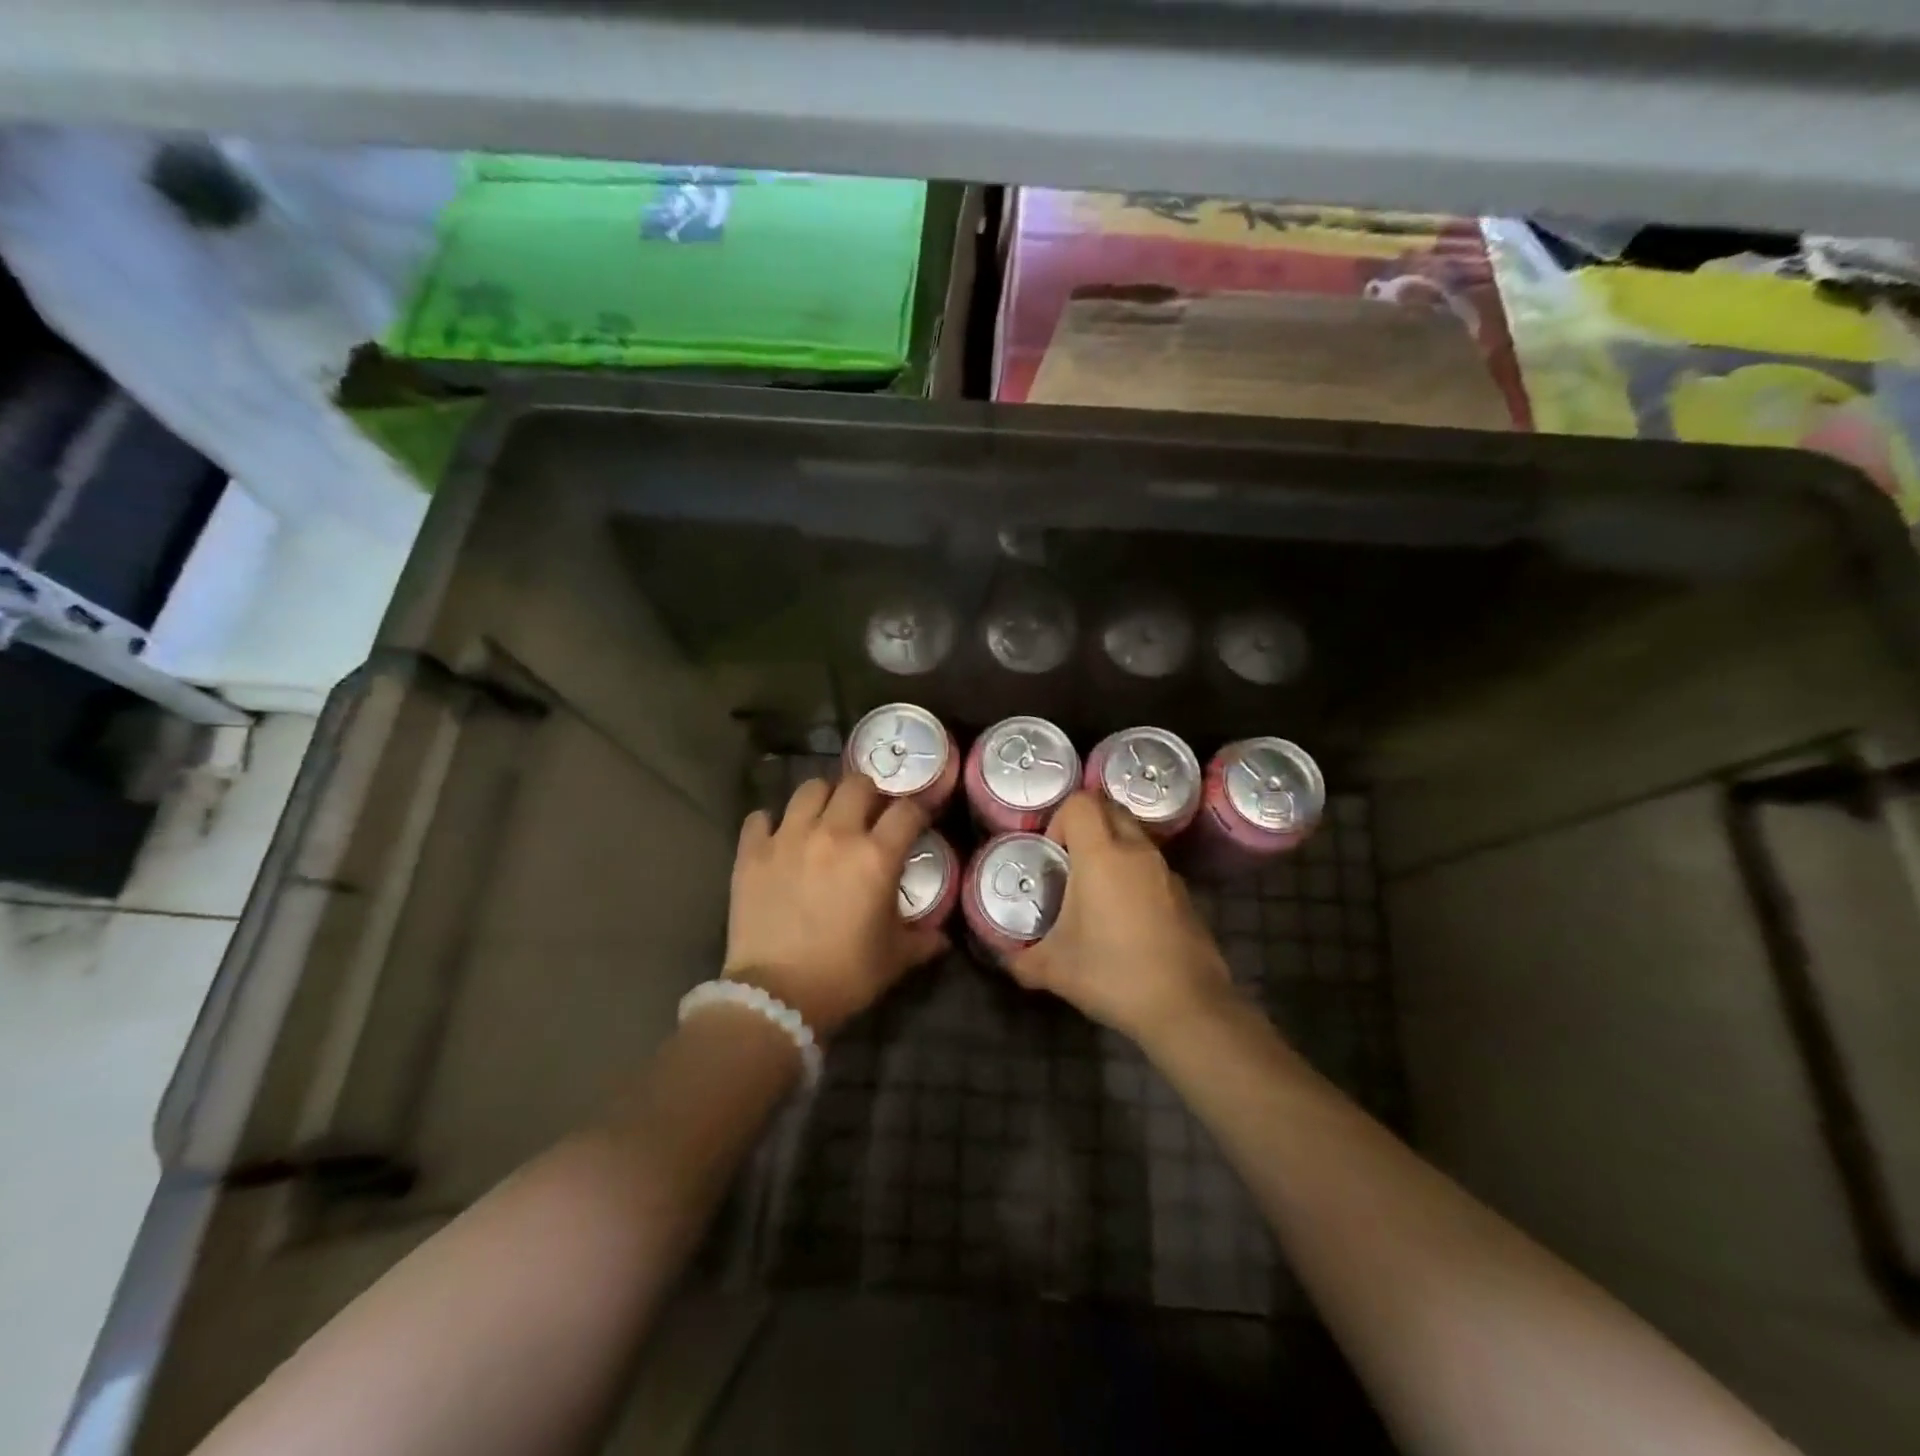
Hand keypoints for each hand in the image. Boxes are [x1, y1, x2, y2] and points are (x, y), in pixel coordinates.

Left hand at [724, 774, 947, 1036]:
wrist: (776, 997)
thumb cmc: (845, 976)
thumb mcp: (894, 959)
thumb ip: (922, 940)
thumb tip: (943, 937)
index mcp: (875, 856)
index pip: (907, 810)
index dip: (917, 811)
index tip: (917, 821)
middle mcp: (834, 834)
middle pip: (857, 784)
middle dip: (869, 793)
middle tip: (868, 813)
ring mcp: (789, 838)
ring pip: (809, 788)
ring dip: (823, 798)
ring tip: (824, 817)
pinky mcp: (753, 852)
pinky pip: (761, 817)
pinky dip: (770, 823)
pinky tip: (777, 838)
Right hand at [1007, 792, 1232, 1045]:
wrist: (1186, 1006)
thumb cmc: (1112, 974)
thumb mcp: (1053, 970)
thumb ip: (1022, 958)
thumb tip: (1007, 958)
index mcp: (1101, 855)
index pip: (1080, 802)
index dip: (1059, 820)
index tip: (1052, 856)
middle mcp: (1136, 851)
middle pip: (1109, 809)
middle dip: (1086, 826)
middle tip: (1069, 864)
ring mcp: (1165, 870)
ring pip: (1134, 836)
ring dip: (1112, 848)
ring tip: (1095, 891)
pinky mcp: (1184, 893)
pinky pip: (1151, 865)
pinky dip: (1134, 874)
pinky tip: (1125, 917)